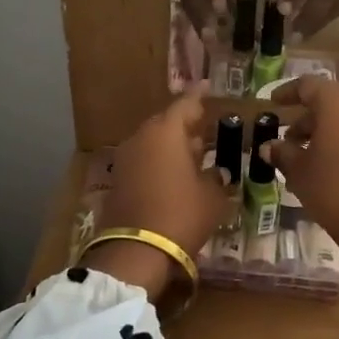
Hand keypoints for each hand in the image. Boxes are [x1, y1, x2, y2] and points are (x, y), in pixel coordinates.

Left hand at [89, 88, 227, 296]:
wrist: (136, 251)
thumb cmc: (182, 215)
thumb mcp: (212, 196)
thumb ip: (218, 178)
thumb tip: (219, 172)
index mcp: (166, 132)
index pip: (186, 104)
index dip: (200, 96)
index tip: (209, 87)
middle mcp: (142, 138)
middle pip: (167, 122)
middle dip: (187, 124)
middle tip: (207, 128)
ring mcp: (127, 158)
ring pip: (154, 142)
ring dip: (173, 145)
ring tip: (196, 153)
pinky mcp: (119, 180)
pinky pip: (145, 160)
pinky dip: (160, 162)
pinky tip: (176, 174)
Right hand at [262, 76, 338, 283]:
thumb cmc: (334, 188)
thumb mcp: (299, 172)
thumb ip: (283, 153)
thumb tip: (269, 146)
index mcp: (338, 103)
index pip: (309, 85)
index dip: (288, 92)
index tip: (272, 103)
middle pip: (330, 104)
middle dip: (305, 120)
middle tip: (286, 141)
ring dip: (322, 135)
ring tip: (302, 161)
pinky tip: (326, 171)